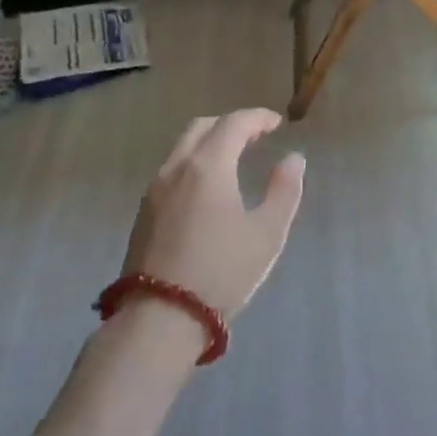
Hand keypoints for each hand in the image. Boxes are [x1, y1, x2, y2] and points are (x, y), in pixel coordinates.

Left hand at [124, 110, 306, 320]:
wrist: (159, 318)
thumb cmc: (221, 271)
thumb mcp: (267, 233)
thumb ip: (284, 190)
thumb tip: (293, 159)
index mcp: (207, 166)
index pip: (233, 124)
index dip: (257, 118)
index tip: (276, 123)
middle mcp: (176, 168)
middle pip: (201, 128)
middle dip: (230, 124)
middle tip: (255, 136)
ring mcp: (154, 190)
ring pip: (182, 148)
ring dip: (209, 143)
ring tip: (233, 159)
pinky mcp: (143, 213)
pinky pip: (171, 170)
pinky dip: (193, 163)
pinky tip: (207, 187)